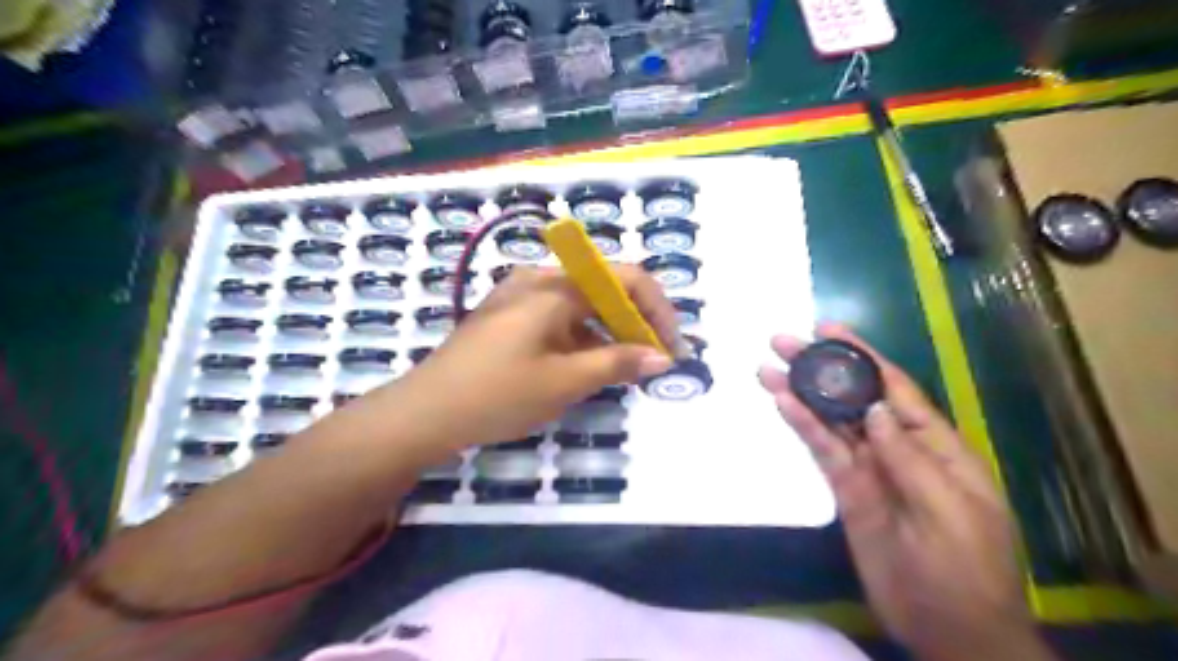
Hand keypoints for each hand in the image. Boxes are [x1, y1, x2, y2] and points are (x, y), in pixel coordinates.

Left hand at [389, 267, 677, 450]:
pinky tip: (587, 366)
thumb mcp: (565, 382)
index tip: (670, 347)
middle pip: (604, 288)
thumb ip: (618, 363)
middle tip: (652, 360)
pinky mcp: (508, 316)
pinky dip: (581, 337)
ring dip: (609, 331)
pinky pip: (558, 316)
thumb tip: (661, 358)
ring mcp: (519, 296)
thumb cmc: (498, 394)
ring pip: (582, 304)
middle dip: (635, 322)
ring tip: (625, 368)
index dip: (657, 309)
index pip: (625, 278)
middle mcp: (538, 279)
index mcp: (555, 286)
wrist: (424, 413)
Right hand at [761, 322, 1054, 660]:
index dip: (862, 356)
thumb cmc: (966, 569)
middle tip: (781, 342)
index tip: (827, 328)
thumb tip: (874, 408)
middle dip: (820, 368)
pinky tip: (782, 405)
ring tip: (768, 369)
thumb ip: (909, 458)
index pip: (893, 387)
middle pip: (853, 398)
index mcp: (934, 444)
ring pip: (830, 421)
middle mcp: (897, 447)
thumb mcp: (948, 510)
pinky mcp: (847, 491)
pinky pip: (822, 452)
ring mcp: (868, 469)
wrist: (949, 629)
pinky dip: (803, 428)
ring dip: (801, 394)